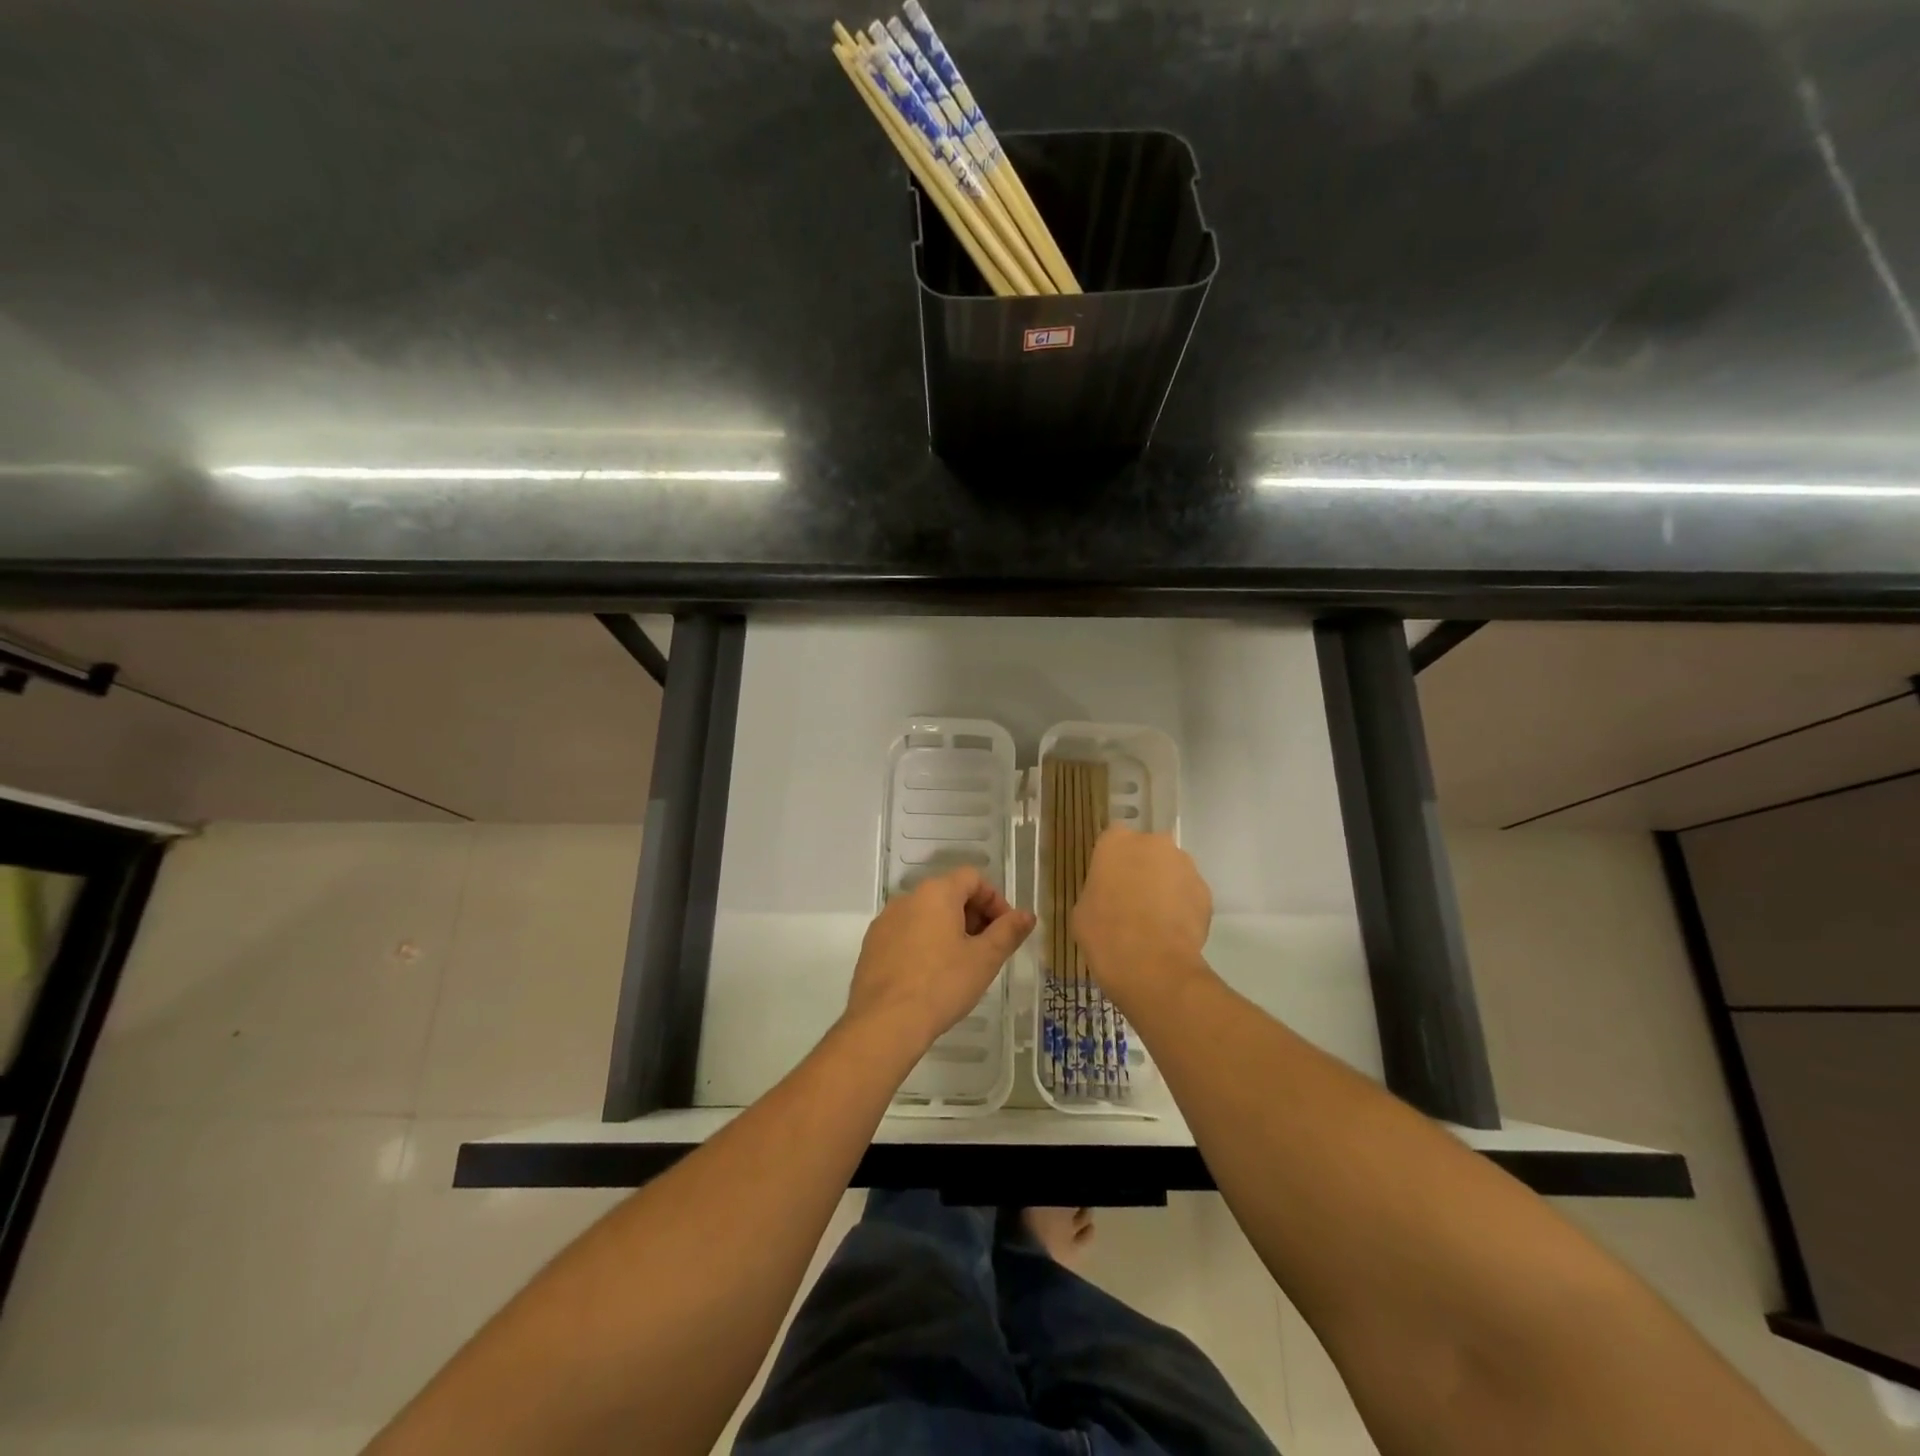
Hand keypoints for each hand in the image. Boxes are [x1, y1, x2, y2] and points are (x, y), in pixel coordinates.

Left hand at [845, 867, 1035, 1054]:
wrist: (884, 1023)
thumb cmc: (942, 985)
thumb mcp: (984, 959)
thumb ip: (1008, 932)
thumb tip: (1027, 915)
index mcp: (936, 893)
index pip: (972, 878)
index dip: (995, 900)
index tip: (1005, 930)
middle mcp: (907, 898)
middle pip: (948, 894)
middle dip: (973, 916)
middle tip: (987, 950)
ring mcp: (885, 922)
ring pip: (926, 915)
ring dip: (948, 931)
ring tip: (961, 965)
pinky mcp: (871, 946)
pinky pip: (906, 934)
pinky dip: (924, 944)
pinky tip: (931, 977)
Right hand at [1072, 826, 1211, 1006]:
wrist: (1152, 966)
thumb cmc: (1105, 933)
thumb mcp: (1083, 909)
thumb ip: (1098, 889)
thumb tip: (1109, 895)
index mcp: (1116, 841)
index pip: (1112, 840)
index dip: (1111, 863)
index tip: (1107, 883)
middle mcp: (1154, 843)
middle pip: (1146, 851)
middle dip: (1141, 869)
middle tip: (1130, 901)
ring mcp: (1184, 866)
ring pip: (1171, 871)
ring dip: (1164, 887)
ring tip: (1154, 921)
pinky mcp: (1206, 892)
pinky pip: (1188, 894)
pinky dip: (1182, 907)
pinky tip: (1171, 932)